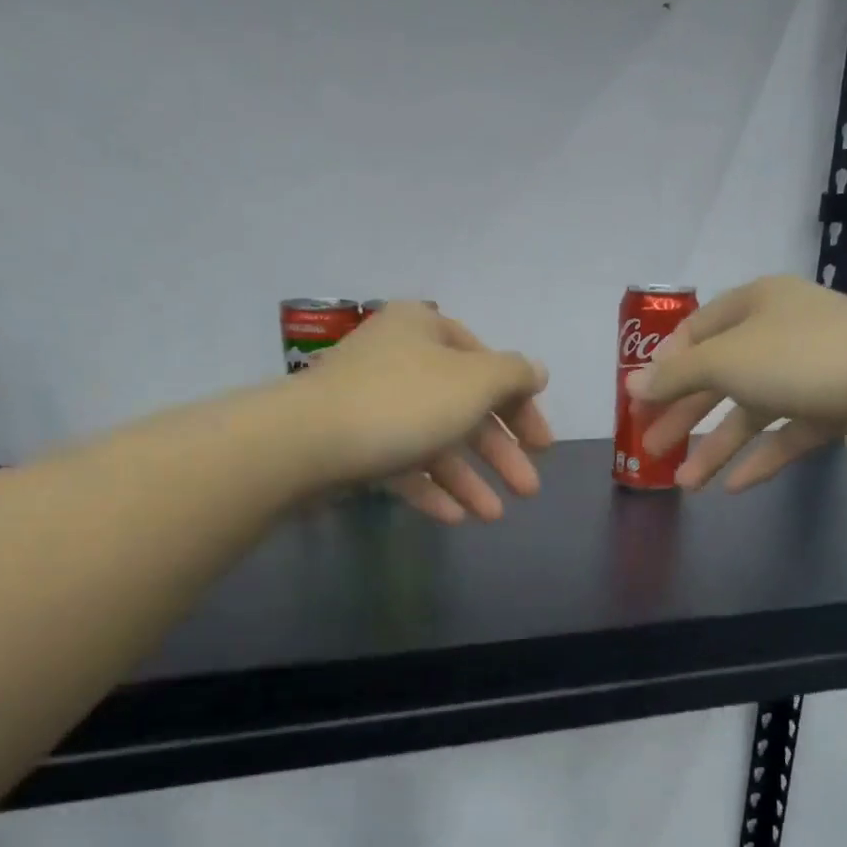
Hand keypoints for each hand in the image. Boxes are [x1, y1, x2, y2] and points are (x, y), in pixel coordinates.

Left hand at [303, 301, 552, 521]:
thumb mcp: (473, 382)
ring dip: (469, 478)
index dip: (521, 405)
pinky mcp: (352, 442)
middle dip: (500, 453)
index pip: (487, 364)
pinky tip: (455, 517)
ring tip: (494, 516)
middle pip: (464, 407)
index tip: (542, 445)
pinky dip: (430, 488)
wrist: (305, 443)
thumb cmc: (403, 402)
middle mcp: (399, 358)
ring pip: (434, 440)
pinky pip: (401, 463)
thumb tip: (537, 370)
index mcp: (425, 329)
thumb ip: (513, 375)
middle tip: (529, 489)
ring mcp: (372, 402)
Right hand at [625, 275, 846, 490]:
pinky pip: (786, 435)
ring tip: (685, 483)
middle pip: (718, 377)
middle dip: (682, 415)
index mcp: (753, 306)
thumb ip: (676, 375)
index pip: (696, 331)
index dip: (665, 365)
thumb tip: (632, 385)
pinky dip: (760, 458)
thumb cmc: (801, 356)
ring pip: (750, 412)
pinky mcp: (832, 408)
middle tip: (649, 448)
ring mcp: (807, 373)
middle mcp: (778, 334)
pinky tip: (733, 487)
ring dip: (715, 447)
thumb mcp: (725, 360)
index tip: (640, 399)